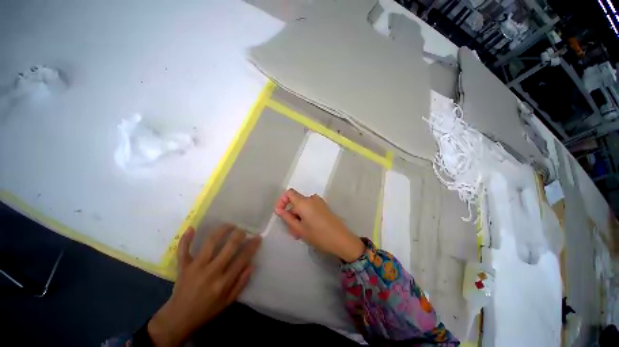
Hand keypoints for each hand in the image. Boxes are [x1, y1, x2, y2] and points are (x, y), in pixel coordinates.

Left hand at [148, 225, 260, 346]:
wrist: (178, 319)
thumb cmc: (206, 311)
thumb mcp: (227, 302)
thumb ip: (240, 283)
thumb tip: (251, 265)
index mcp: (223, 282)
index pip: (242, 258)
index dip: (252, 246)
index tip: (258, 237)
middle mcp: (211, 272)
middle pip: (229, 247)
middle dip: (239, 235)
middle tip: (243, 229)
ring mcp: (195, 267)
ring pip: (209, 243)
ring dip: (221, 230)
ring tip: (229, 225)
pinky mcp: (183, 267)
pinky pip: (183, 250)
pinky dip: (186, 238)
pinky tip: (192, 228)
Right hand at [274, 188, 364, 262]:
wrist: (342, 240)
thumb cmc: (318, 235)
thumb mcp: (300, 229)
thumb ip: (287, 218)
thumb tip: (279, 210)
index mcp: (304, 202)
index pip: (289, 193)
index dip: (282, 201)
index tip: (280, 213)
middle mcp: (312, 199)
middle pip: (296, 202)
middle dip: (292, 215)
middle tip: (292, 231)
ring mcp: (319, 202)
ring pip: (303, 207)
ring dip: (299, 218)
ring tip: (300, 233)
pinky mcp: (324, 207)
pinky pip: (311, 209)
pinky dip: (306, 217)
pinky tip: (308, 229)